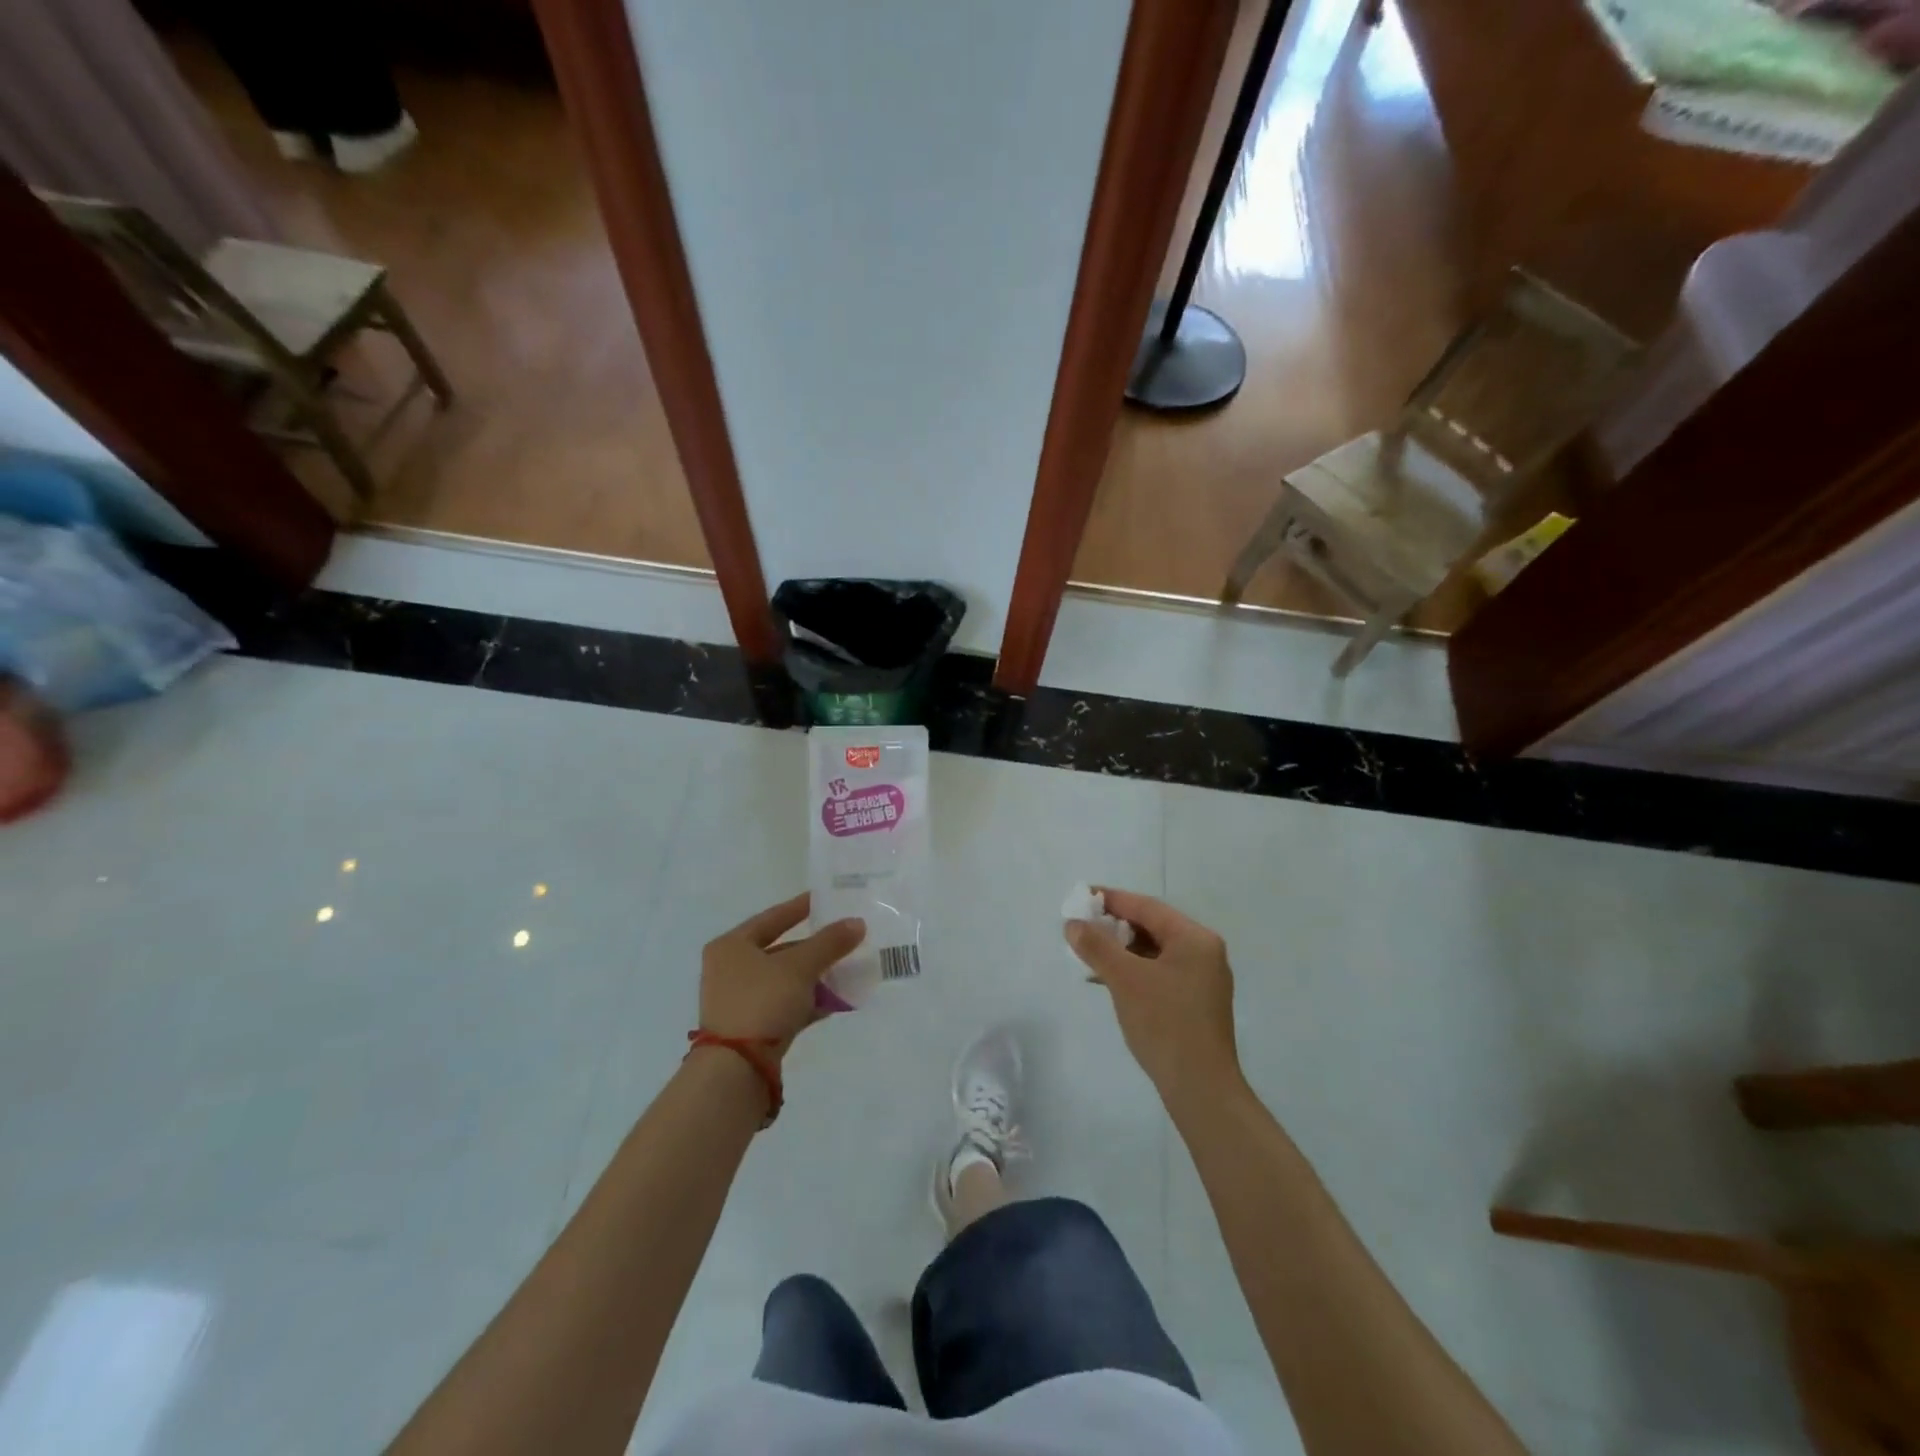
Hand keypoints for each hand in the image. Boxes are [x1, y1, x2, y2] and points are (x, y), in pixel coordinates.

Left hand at [700, 894, 864, 1057]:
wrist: (736, 1069)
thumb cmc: (762, 1001)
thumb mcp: (799, 967)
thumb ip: (829, 943)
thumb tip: (858, 922)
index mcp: (731, 946)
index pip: (772, 918)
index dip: (800, 907)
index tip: (825, 900)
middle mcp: (729, 969)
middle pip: (779, 950)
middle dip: (814, 948)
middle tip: (844, 939)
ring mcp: (739, 1001)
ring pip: (784, 979)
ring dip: (814, 976)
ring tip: (846, 970)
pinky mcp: (751, 1028)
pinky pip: (785, 1005)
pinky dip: (808, 1001)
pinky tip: (836, 1001)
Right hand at [1065, 889, 1241, 1109]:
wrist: (1201, 1089)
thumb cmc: (1165, 1024)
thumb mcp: (1125, 979)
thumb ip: (1097, 946)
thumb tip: (1073, 924)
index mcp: (1195, 939)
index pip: (1147, 907)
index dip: (1112, 899)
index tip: (1081, 896)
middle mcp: (1204, 952)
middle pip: (1152, 927)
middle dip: (1114, 926)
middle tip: (1081, 927)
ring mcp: (1203, 979)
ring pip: (1154, 952)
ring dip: (1121, 950)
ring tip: (1088, 954)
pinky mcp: (1196, 1003)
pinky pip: (1159, 973)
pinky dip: (1133, 971)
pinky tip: (1108, 980)